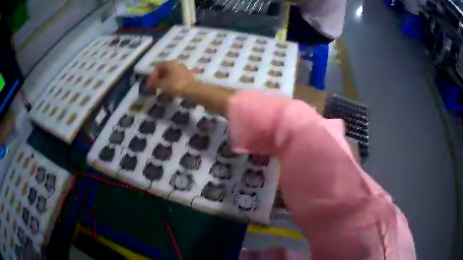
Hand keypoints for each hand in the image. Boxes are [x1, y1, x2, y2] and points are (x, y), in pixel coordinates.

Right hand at [147, 60, 194, 94]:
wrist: (192, 89)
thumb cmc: (174, 85)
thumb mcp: (161, 84)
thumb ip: (155, 82)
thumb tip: (151, 82)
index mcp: (169, 63)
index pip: (158, 67)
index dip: (152, 76)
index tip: (151, 84)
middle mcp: (176, 63)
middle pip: (164, 70)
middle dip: (159, 78)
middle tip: (156, 86)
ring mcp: (183, 69)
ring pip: (171, 73)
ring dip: (165, 80)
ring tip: (163, 88)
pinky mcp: (187, 75)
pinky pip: (176, 77)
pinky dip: (172, 82)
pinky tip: (171, 88)